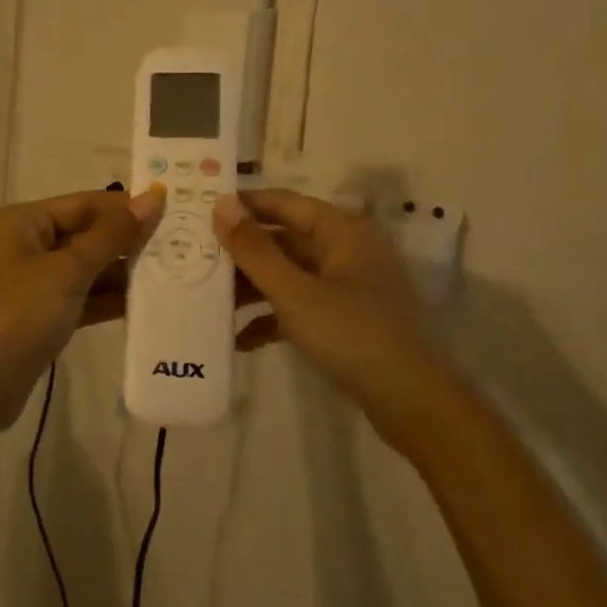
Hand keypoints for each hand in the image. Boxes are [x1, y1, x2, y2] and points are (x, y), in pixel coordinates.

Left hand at [0, 188, 164, 432]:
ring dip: (121, 273)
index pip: (82, 203)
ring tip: (172, 273)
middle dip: (126, 241)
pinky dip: (107, 300)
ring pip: (85, 268)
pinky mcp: (40, 316)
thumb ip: (112, 235)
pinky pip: (80, 297)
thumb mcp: (68, 271)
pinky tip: (145, 303)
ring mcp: (31, 283)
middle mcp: (24, 245)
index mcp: (21, 222)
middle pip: (84, 234)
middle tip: (179, 244)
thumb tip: (153, 198)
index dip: (125, 207)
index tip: (172, 211)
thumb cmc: (18, 314)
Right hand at [212, 189, 455, 447]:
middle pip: (283, 239)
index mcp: (341, 230)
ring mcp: (348, 285)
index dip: (241, 205)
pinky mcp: (346, 318)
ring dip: (251, 287)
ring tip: (208, 301)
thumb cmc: (353, 335)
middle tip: (193, 259)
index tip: (198, 212)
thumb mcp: (294, 292)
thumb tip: (221, 204)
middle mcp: (346, 249)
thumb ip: (254, 249)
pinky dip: (272, 317)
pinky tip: (239, 339)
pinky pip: (300, 305)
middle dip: (240, 253)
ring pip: (288, 274)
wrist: (413, 403)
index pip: (282, 202)